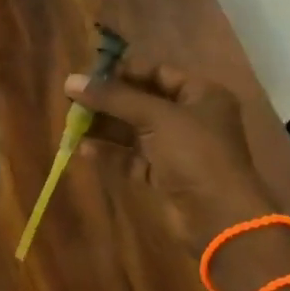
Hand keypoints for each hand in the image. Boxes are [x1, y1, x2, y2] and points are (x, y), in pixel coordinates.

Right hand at [65, 60, 279, 239]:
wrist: (219, 218)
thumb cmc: (195, 154)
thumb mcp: (155, 116)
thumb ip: (112, 97)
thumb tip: (70, 81)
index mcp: (201, 95)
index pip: (156, 72)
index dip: (123, 72)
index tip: (88, 75)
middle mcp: (190, 118)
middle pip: (141, 101)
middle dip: (108, 101)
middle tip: (74, 99)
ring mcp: (177, 148)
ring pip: (133, 130)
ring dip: (104, 126)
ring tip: (72, 123)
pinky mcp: (164, 175)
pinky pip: (131, 157)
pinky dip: (110, 152)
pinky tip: (83, 149)